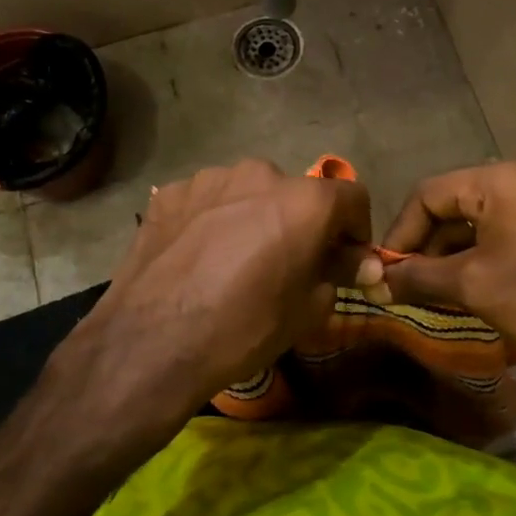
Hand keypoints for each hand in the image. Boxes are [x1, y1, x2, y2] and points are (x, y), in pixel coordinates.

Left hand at [44, 160, 372, 461]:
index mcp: (304, 200)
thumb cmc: (244, 328)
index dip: (356, 230)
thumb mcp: (307, 310)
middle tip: (285, 264)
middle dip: (300, 223)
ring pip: (248, 192)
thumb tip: (363, 263)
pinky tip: (197, 257)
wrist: (152, 342)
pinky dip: (212, 220)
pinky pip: (207, 201)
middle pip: (296, 193)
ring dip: (253, 217)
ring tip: (233, 260)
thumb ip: (339, 273)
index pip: (352, 198)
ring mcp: (209, 178)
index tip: (344, 260)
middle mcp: (260, 173)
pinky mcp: (170, 192)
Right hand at [379, 160, 515, 408]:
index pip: (430, 193)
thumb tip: (374, 282)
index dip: (401, 233)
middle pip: (459, 202)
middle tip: (411, 283)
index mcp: (505, 177)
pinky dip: (491, 250)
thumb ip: (417, 277)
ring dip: (459, 250)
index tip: (385, 270)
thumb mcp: (474, 287)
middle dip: (430, 244)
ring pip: (487, 215)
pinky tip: (481, 283)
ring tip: (440, 289)